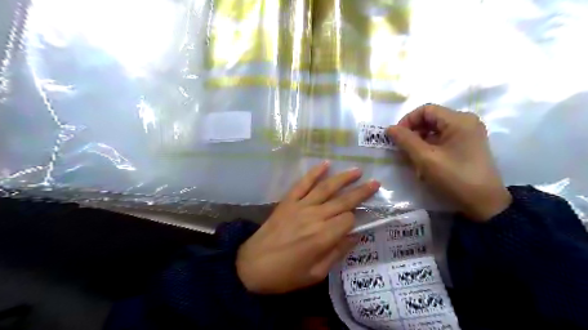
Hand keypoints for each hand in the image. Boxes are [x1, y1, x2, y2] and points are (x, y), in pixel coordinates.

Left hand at [235, 163, 379, 293]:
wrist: (251, 266)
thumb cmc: (285, 275)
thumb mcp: (316, 274)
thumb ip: (337, 253)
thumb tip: (355, 236)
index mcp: (323, 237)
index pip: (348, 220)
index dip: (354, 220)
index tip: (354, 224)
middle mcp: (314, 217)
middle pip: (342, 201)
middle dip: (361, 192)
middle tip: (376, 183)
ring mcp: (300, 206)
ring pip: (326, 188)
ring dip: (343, 178)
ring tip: (357, 171)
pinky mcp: (288, 201)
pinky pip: (303, 184)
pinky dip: (314, 173)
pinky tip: (326, 164)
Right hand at [387, 103, 510, 221]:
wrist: (485, 204)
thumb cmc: (454, 178)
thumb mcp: (425, 159)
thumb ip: (406, 140)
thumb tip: (390, 128)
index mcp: (459, 120)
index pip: (425, 110)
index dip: (407, 121)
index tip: (396, 137)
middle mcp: (466, 122)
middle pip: (431, 119)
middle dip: (413, 132)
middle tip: (402, 149)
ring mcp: (468, 134)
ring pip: (435, 130)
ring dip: (420, 141)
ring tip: (412, 158)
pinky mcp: (468, 145)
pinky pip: (442, 139)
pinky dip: (430, 147)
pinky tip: (424, 162)